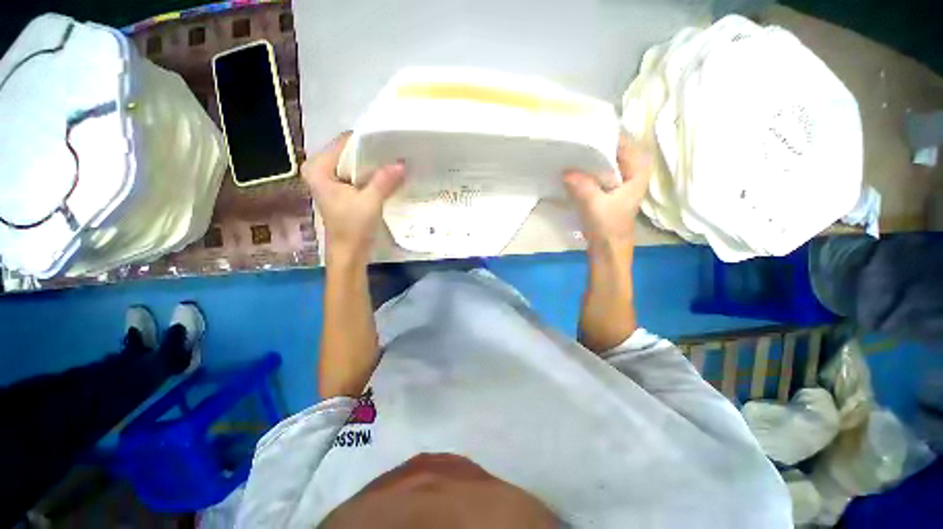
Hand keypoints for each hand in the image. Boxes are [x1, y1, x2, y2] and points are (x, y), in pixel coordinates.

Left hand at [303, 132, 404, 263]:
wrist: (349, 253)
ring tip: (394, 162)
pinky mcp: (341, 190)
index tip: (389, 142)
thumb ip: (384, 181)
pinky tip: (387, 176)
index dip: (367, 142)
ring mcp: (331, 180)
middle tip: (395, 152)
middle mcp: (320, 170)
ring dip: (373, 165)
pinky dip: (372, 176)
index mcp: (318, 168)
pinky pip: (357, 175)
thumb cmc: (352, 228)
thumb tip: (402, 163)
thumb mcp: (370, 202)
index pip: (344, 143)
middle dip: (372, 154)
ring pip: (355, 164)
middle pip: (349, 152)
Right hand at [563, 135, 651, 257]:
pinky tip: (573, 167)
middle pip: (613, 149)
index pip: (622, 142)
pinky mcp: (609, 187)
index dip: (603, 134)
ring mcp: (620, 179)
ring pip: (604, 159)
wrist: (608, 246)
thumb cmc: (608, 227)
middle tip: (572, 139)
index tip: (583, 129)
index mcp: (638, 170)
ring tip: (570, 150)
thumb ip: (582, 186)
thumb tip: (565, 170)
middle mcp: (632, 170)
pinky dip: (587, 168)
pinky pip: (598, 170)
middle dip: (594, 144)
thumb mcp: (594, 205)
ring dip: (589, 157)